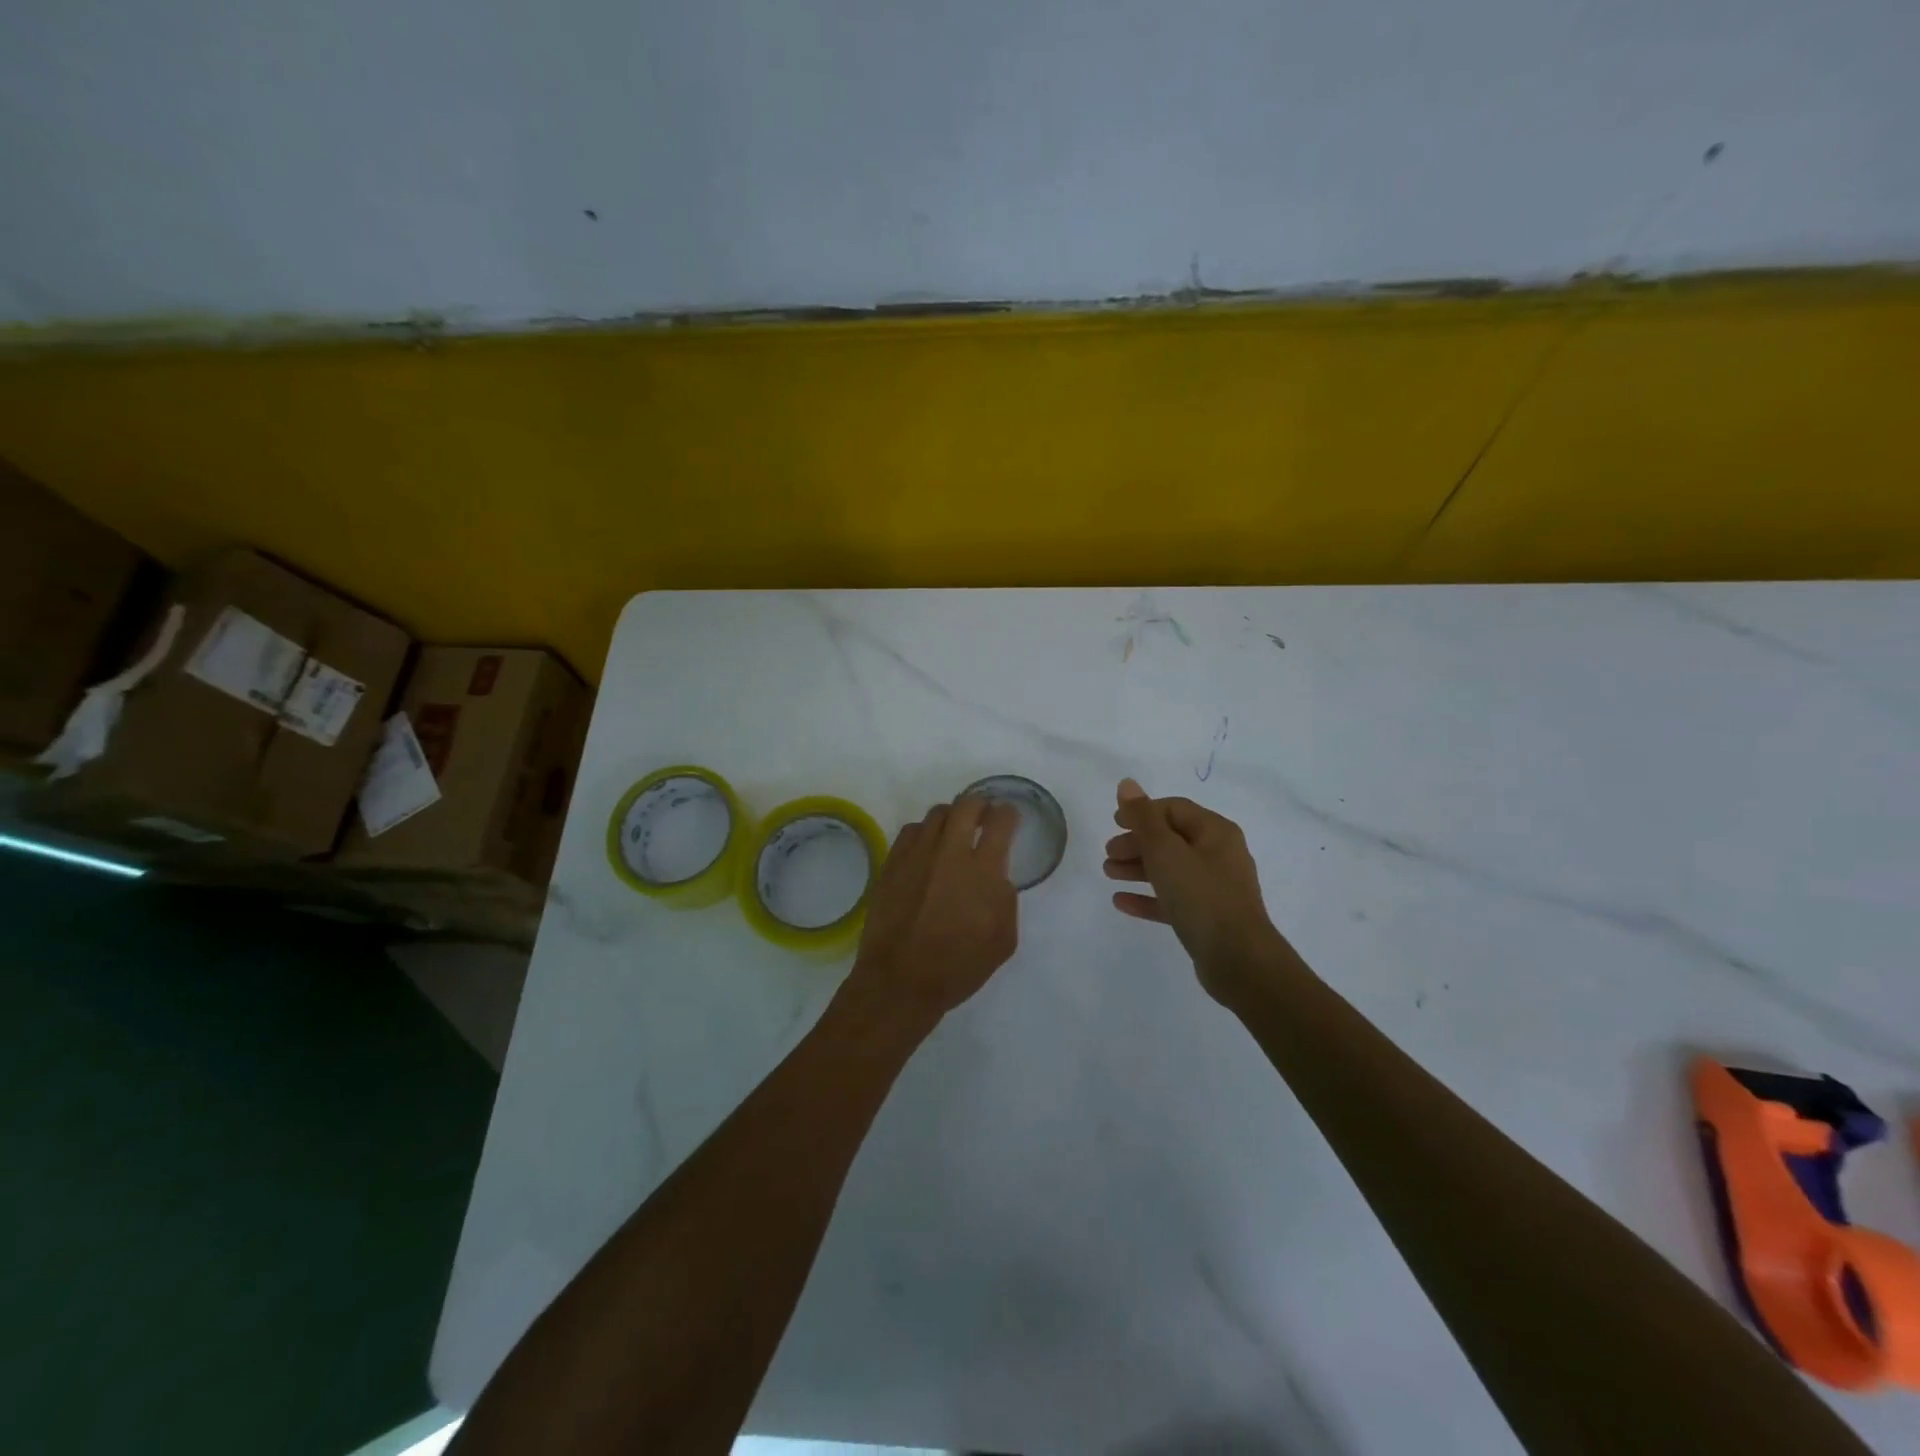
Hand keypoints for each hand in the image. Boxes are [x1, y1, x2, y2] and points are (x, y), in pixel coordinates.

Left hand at [844, 796, 1020, 1029]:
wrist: (901, 980)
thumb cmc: (958, 967)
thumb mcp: (1003, 940)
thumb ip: (1006, 899)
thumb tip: (996, 876)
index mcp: (983, 871)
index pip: (1001, 822)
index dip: (1009, 814)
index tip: (1010, 818)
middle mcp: (950, 852)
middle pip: (967, 805)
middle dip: (981, 805)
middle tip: (984, 818)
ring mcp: (917, 855)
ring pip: (937, 814)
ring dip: (952, 818)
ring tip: (955, 832)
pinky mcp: (892, 863)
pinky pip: (911, 831)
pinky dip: (925, 833)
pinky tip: (927, 849)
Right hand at [1104, 778, 1288, 999]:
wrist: (1239, 959)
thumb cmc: (1201, 896)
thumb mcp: (1165, 851)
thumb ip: (1143, 817)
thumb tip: (1127, 783)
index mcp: (1215, 832)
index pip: (1173, 809)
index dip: (1142, 812)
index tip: (1114, 823)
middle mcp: (1219, 854)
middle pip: (1170, 839)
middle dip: (1136, 843)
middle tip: (1108, 854)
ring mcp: (1215, 887)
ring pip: (1170, 869)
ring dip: (1138, 868)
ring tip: (1109, 874)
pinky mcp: (1208, 917)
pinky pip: (1173, 899)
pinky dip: (1148, 897)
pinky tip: (1121, 902)